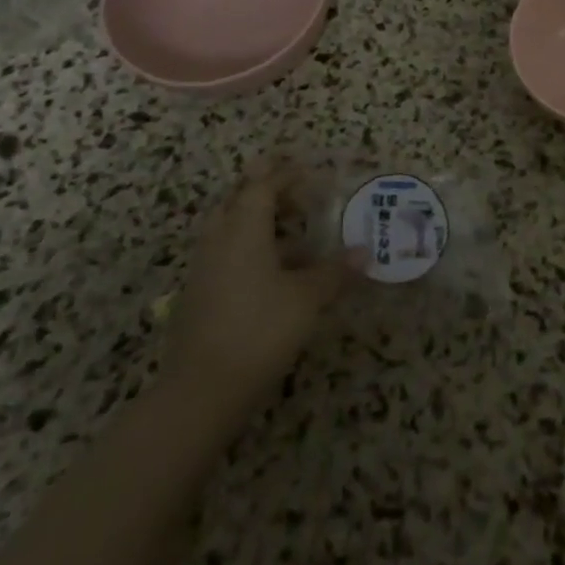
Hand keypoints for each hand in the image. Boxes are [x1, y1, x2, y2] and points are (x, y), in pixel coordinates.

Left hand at [162, 162, 360, 410]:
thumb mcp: (307, 299)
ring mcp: (204, 270)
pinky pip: (226, 255)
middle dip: (267, 191)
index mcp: (243, 229)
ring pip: (229, 228)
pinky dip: (250, 250)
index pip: (262, 185)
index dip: (285, 174)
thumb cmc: (258, 331)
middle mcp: (219, 240)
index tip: (309, 169)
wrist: (200, 394)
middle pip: (238, 200)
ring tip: (294, 234)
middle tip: (298, 196)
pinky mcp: (199, 297)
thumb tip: (365, 252)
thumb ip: (335, 272)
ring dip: (258, 222)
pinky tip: (275, 273)